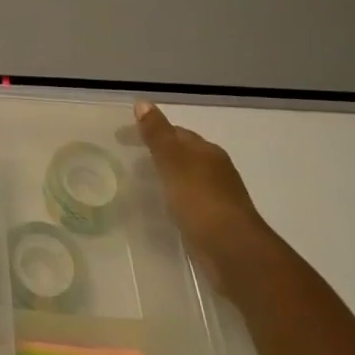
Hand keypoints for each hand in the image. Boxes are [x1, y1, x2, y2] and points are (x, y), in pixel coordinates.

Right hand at [134, 100, 274, 291]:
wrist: (233, 252)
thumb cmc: (200, 200)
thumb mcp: (173, 162)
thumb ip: (157, 134)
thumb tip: (142, 102)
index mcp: (207, 151)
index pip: (175, 132)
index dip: (149, 131)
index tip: (121, 138)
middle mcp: (216, 169)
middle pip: (182, 154)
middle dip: (157, 153)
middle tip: (127, 160)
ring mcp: (218, 197)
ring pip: (185, 178)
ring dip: (165, 177)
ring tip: (138, 184)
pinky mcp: (215, 221)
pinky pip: (188, 201)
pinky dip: (172, 198)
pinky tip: (160, 209)